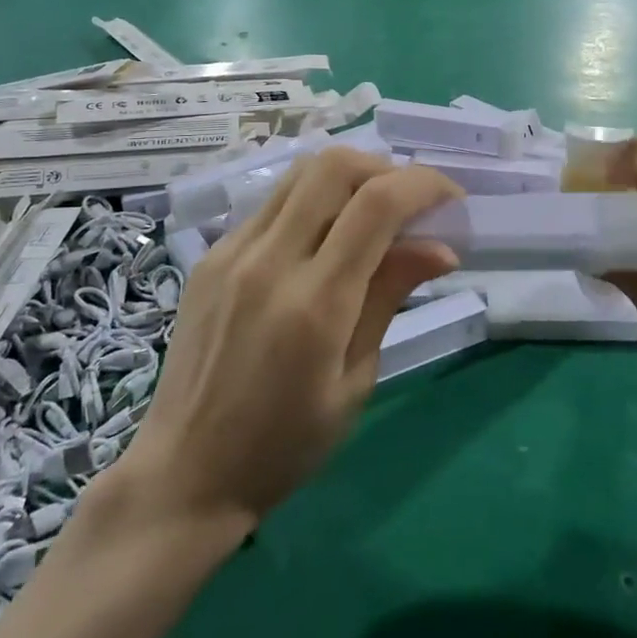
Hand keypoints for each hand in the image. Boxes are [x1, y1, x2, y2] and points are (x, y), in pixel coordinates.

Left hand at [126, 149, 462, 527]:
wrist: (185, 471)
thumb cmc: (285, 445)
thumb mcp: (355, 380)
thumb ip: (390, 296)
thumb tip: (441, 246)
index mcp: (315, 304)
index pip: (377, 205)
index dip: (423, 185)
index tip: (451, 197)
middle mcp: (270, 261)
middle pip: (334, 166)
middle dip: (384, 168)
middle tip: (409, 201)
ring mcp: (232, 252)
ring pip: (299, 173)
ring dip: (347, 176)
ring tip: (371, 209)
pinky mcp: (210, 256)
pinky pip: (271, 204)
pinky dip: (311, 202)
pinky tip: (322, 237)